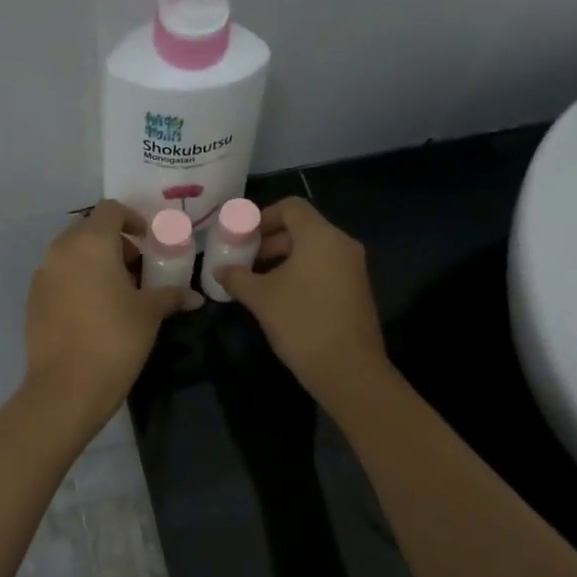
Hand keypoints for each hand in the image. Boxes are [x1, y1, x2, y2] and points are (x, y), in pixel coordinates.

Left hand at [25, 200, 197, 419]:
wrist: (66, 388)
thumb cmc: (115, 340)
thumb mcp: (149, 314)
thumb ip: (170, 295)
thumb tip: (194, 296)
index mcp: (91, 243)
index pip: (111, 210)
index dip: (132, 220)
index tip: (148, 242)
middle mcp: (61, 250)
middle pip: (89, 230)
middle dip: (115, 243)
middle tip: (137, 269)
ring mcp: (43, 275)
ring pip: (72, 254)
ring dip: (95, 262)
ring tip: (118, 293)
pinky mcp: (33, 299)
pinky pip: (59, 277)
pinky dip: (78, 281)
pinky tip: (94, 312)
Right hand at [217, 197, 388, 404]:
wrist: (348, 369)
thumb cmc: (302, 322)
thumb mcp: (261, 297)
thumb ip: (237, 277)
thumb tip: (220, 270)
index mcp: (321, 236)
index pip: (291, 207)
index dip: (263, 216)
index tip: (242, 235)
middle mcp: (342, 244)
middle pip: (302, 228)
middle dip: (270, 240)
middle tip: (244, 258)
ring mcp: (353, 268)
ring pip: (313, 250)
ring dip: (284, 258)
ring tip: (257, 280)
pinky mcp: (356, 290)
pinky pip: (324, 268)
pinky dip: (301, 272)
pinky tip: (280, 297)